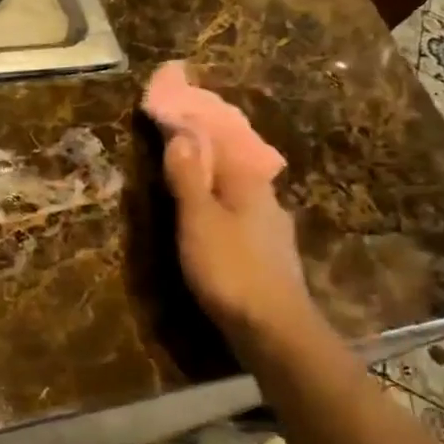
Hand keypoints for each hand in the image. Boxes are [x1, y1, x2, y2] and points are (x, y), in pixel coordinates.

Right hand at [161, 133, 312, 334]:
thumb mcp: (198, 219)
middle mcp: (266, 199)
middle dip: (206, 154)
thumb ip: (188, 178)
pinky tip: (212, 221)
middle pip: (232, 166)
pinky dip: (221, 209)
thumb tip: (180, 136)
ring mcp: (271, 230)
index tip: (170, 115)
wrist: (273, 328)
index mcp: (248, 183)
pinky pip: (240, 218)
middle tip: (175, 143)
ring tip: (188, 179)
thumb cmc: (230, 268)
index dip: (195, 127)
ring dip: (213, 184)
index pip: (221, 141)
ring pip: (238, 194)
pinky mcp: (268, 257)